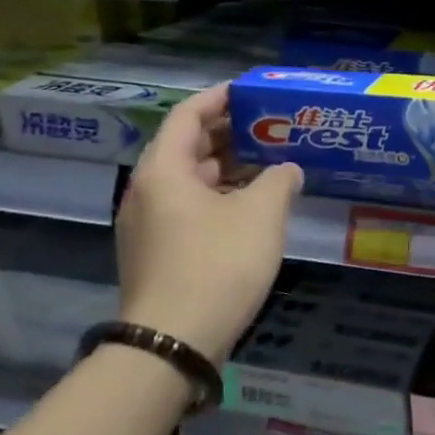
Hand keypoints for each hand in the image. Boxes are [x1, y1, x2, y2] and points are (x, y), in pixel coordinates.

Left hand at [116, 85, 302, 363]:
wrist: (174, 344)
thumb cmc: (217, 264)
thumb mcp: (261, 213)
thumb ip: (279, 180)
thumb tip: (287, 170)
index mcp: (164, 171)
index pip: (187, 116)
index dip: (219, 98)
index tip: (251, 91)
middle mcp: (147, 192)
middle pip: (187, 147)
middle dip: (229, 134)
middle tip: (271, 127)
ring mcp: (148, 226)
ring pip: (190, 182)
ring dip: (228, 168)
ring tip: (270, 163)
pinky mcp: (158, 254)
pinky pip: (189, 209)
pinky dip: (220, 197)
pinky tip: (254, 207)